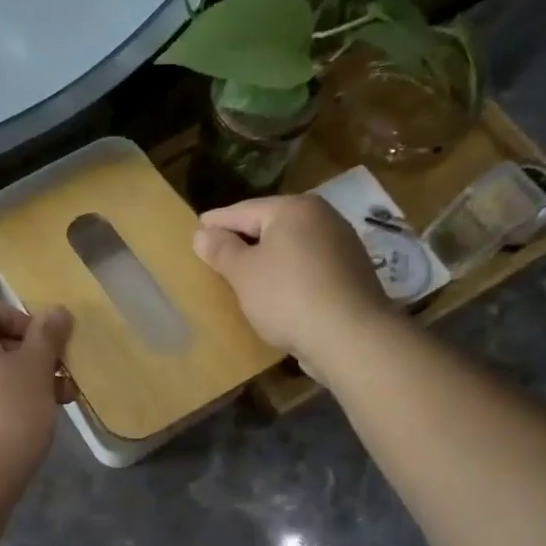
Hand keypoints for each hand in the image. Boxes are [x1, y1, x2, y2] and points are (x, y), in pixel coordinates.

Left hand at [0, 298, 73, 489]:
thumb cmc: (7, 414)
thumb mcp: (36, 369)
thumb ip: (47, 336)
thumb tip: (57, 312)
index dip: (19, 318)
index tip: (45, 345)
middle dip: (29, 356)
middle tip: (60, 379)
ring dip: (22, 382)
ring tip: (56, 405)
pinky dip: (3, 404)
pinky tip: (29, 427)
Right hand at [193, 194, 388, 375]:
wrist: (350, 337)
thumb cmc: (288, 296)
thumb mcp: (243, 273)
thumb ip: (221, 250)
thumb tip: (202, 233)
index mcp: (294, 209)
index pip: (244, 210)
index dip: (216, 222)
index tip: (195, 230)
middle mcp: (323, 218)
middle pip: (271, 225)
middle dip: (242, 238)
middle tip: (215, 252)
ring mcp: (342, 246)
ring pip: (290, 247)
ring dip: (266, 258)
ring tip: (241, 274)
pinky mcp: (350, 275)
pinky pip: (307, 267)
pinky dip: (287, 274)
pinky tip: (274, 292)